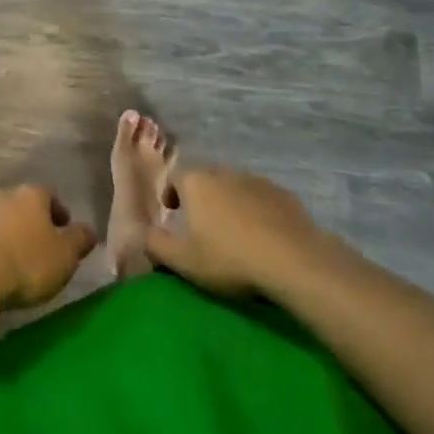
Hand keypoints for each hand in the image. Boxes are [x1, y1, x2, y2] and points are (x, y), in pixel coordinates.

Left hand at [0, 184, 96, 311]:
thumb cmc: (28, 263)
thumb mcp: (66, 256)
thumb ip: (80, 239)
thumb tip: (89, 230)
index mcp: (32, 195)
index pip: (51, 194)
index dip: (59, 212)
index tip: (64, 231)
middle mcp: (4, 195)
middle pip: (23, 205)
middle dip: (32, 223)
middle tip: (41, 247)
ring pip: (0, 219)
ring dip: (8, 234)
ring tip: (15, 262)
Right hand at [145, 166, 320, 297]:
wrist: (293, 261)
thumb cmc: (230, 259)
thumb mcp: (184, 261)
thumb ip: (156, 245)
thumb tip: (141, 233)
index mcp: (196, 182)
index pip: (175, 177)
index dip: (171, 193)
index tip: (172, 212)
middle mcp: (224, 172)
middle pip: (206, 179)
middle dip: (201, 196)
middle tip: (202, 223)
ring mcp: (257, 180)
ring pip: (235, 187)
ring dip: (229, 202)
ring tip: (233, 231)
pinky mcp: (284, 194)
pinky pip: (261, 198)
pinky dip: (256, 210)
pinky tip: (262, 234)